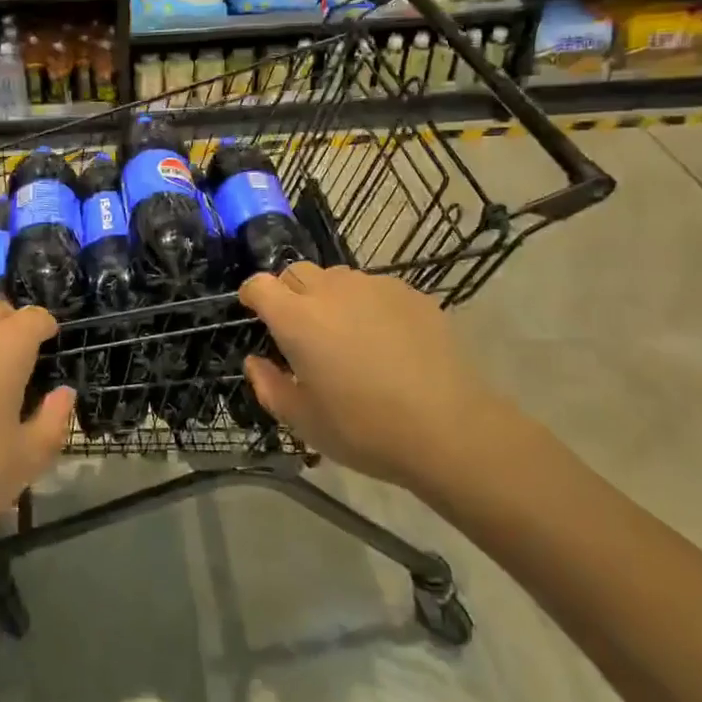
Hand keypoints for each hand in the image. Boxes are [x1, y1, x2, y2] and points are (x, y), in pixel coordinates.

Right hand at [238, 262, 511, 495]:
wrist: (449, 428)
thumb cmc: (365, 429)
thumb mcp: (304, 421)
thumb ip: (269, 386)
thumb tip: (255, 362)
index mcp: (297, 319)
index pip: (260, 285)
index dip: (252, 295)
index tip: (254, 312)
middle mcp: (330, 290)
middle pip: (295, 272)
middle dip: (288, 292)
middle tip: (300, 329)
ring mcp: (373, 286)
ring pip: (336, 277)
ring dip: (328, 296)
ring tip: (345, 333)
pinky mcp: (408, 293)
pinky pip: (373, 287)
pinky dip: (366, 304)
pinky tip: (385, 340)